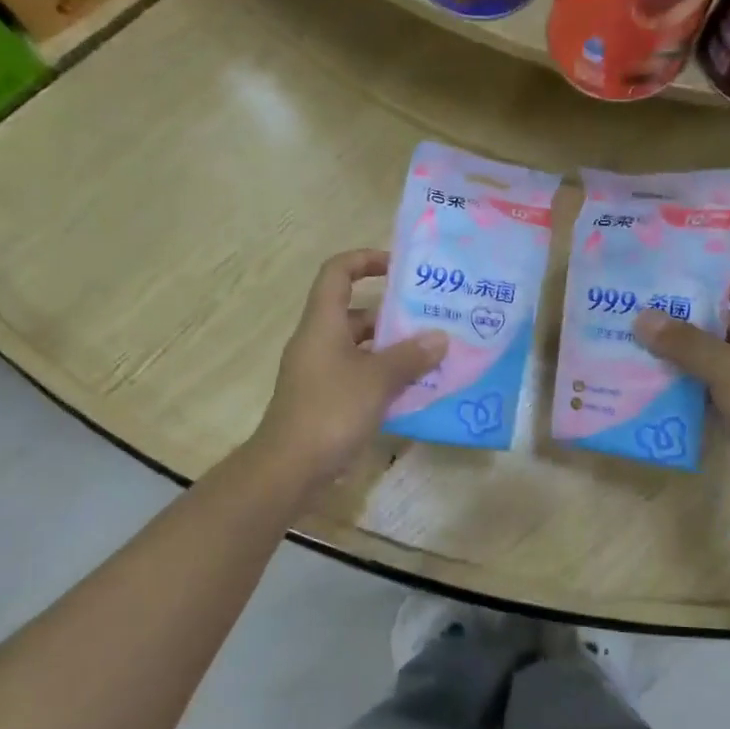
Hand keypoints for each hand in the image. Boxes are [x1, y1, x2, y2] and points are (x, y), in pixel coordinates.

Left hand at [249, 249, 446, 493]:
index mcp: (323, 324)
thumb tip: (439, 337)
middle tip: (432, 321)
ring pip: (361, 349)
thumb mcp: (377, 380)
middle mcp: (319, 342)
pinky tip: (415, 390)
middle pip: (356, 313)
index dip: (365, 260)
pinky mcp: (326, 400)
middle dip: (393, 316)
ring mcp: (321, 373)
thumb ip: (410, 356)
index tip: (399, 268)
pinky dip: (384, 378)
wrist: (290, 467)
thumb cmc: (331, 411)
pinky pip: (360, 377)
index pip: (337, 273)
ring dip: (393, 351)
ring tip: (433, 356)